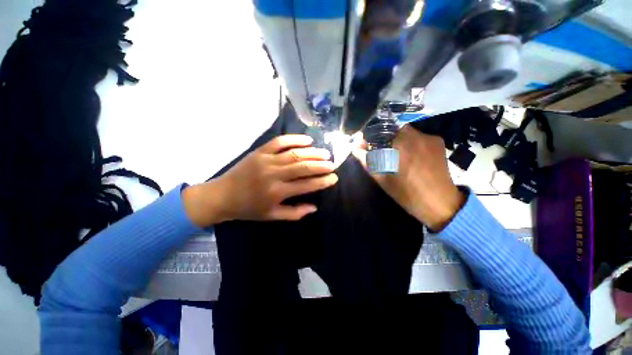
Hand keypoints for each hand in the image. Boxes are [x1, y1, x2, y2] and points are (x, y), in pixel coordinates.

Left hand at [183, 135, 337, 226]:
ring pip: (294, 153)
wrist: (222, 195)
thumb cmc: (248, 208)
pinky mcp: (259, 151)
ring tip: (325, 153)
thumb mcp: (271, 216)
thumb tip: (314, 207)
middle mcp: (274, 174)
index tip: (334, 178)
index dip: (322, 181)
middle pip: (303, 166)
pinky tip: (307, 140)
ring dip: (312, 152)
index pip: (306, 185)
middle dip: (321, 165)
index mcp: (277, 192)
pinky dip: (294, 139)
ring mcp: (266, 160)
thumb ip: (294, 213)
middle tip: (333, 163)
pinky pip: (279, 141)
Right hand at [353, 125, 464, 229]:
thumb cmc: (406, 193)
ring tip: (400, 156)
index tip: (369, 146)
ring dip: (399, 140)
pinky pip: (419, 137)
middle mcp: (416, 136)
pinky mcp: (438, 142)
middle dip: (386, 139)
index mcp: (400, 145)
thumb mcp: (382, 179)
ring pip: (407, 132)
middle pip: (394, 129)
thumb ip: (367, 161)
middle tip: (385, 153)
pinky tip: (414, 157)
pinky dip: (412, 143)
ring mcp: (429, 137)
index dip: (372, 138)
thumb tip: (356, 148)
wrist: (439, 202)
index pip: (380, 131)